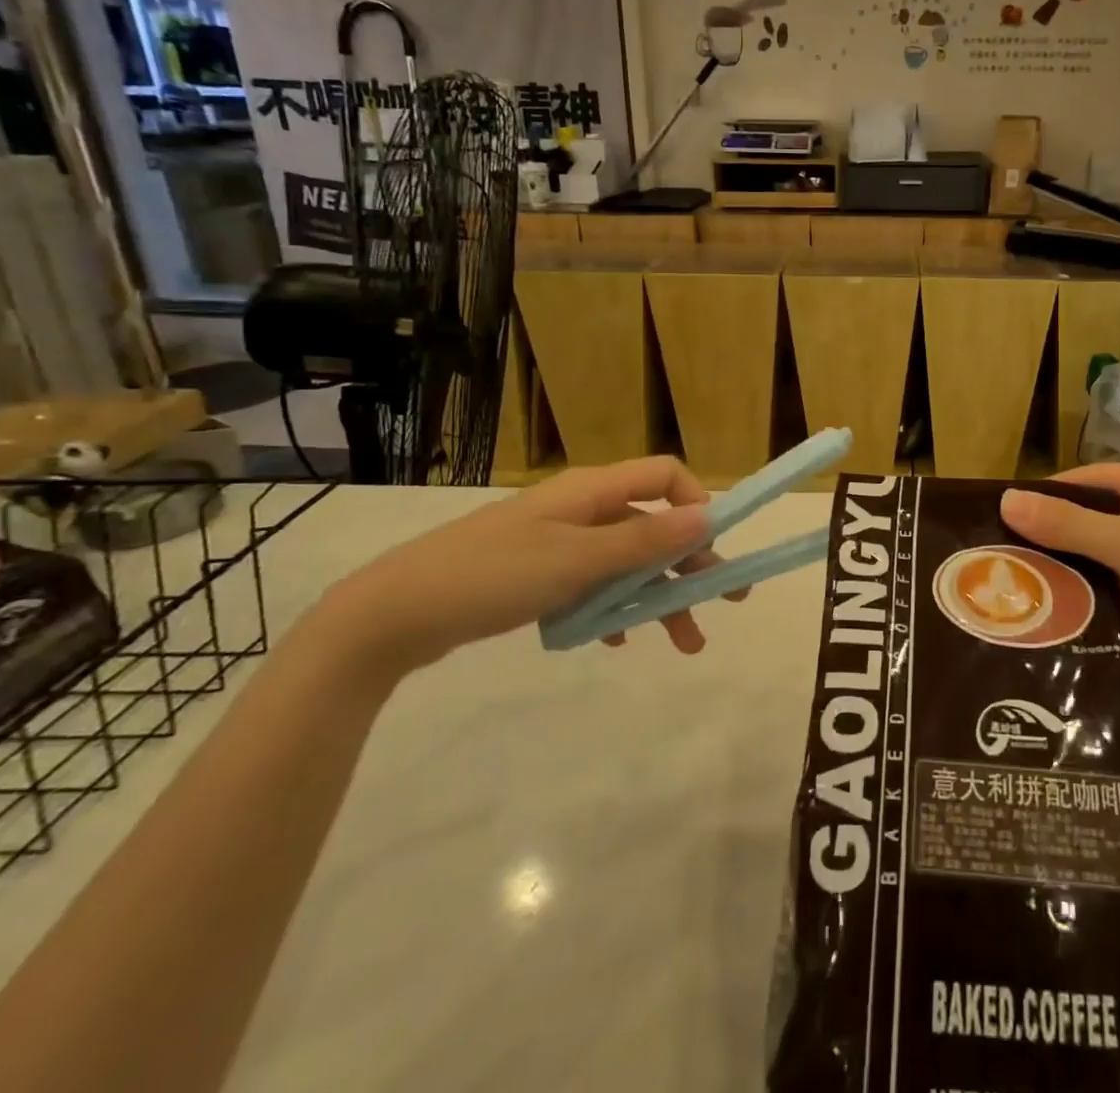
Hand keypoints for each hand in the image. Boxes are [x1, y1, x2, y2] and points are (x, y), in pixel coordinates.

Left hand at [314, 457, 741, 677]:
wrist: (395, 613)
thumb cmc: (494, 575)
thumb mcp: (578, 560)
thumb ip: (645, 541)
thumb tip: (708, 515)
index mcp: (593, 491)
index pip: (665, 476)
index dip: (699, 505)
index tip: (719, 548)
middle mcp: (582, 507)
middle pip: (653, 525)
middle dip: (691, 564)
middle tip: (724, 602)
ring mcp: (559, 540)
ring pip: (627, 560)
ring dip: (658, 595)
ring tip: (683, 642)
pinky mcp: (539, 571)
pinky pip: (594, 582)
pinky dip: (614, 606)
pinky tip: (616, 637)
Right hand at [1000, 466, 1119, 705]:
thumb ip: (1070, 524)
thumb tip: (1005, 500)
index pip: (1103, 479)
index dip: (1054, 492)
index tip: (1005, 509)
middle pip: (1103, 516)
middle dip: (1058, 533)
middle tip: (1005, 547)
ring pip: (1108, 554)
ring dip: (1072, 566)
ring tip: (1018, 576)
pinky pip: (1119, 586)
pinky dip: (1091, 594)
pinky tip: (1054, 605)